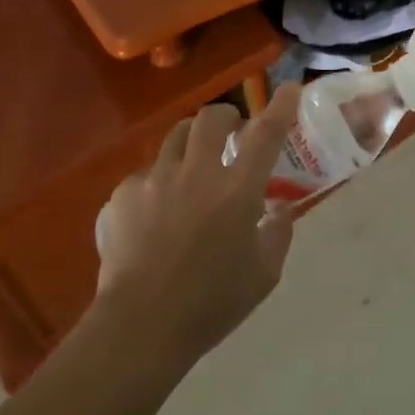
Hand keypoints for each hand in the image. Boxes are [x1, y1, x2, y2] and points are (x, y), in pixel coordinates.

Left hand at [92, 85, 301, 368]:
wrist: (139, 327)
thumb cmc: (211, 304)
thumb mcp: (263, 276)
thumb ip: (278, 234)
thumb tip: (279, 209)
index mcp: (238, 189)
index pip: (267, 133)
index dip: (281, 106)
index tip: (289, 87)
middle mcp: (198, 172)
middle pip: (213, 118)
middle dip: (227, 116)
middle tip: (232, 132)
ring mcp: (157, 179)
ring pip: (177, 135)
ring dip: (193, 140)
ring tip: (194, 161)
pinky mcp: (124, 195)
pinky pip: (146, 173)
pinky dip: (159, 181)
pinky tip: (157, 208)